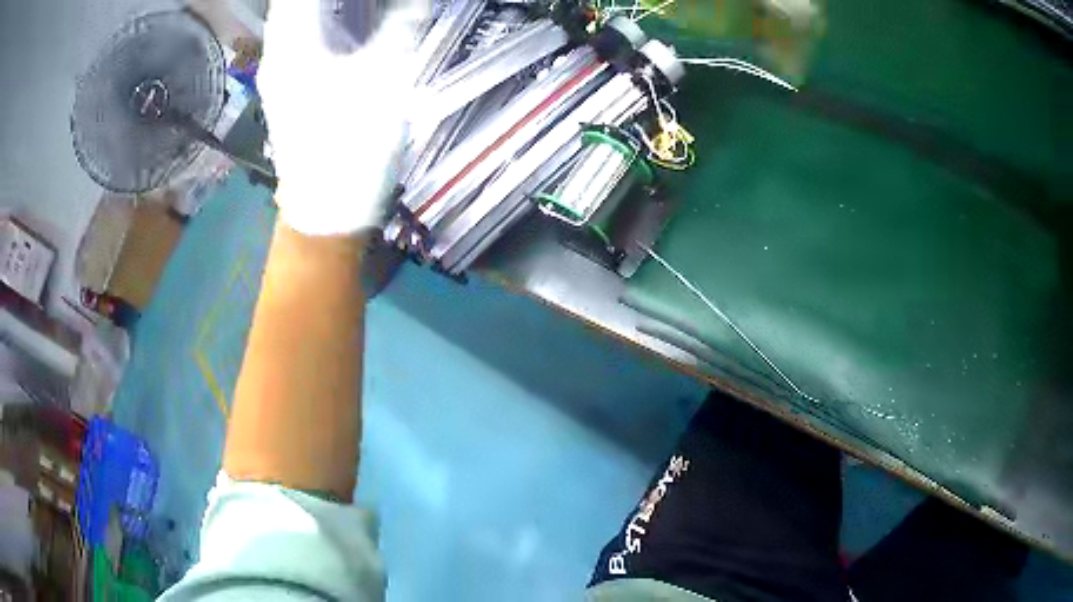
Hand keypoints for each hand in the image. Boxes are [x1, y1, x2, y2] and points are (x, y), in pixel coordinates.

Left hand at [258, 0, 430, 235]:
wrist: (326, 211)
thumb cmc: (352, 144)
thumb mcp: (385, 76)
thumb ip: (401, 25)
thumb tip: (414, 1)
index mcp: (294, 44)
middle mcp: (278, 54)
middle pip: (293, 3)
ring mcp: (278, 75)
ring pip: (294, 19)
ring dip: (321, 6)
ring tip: (356, 4)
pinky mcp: (287, 91)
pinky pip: (299, 39)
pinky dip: (320, 21)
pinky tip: (345, 22)